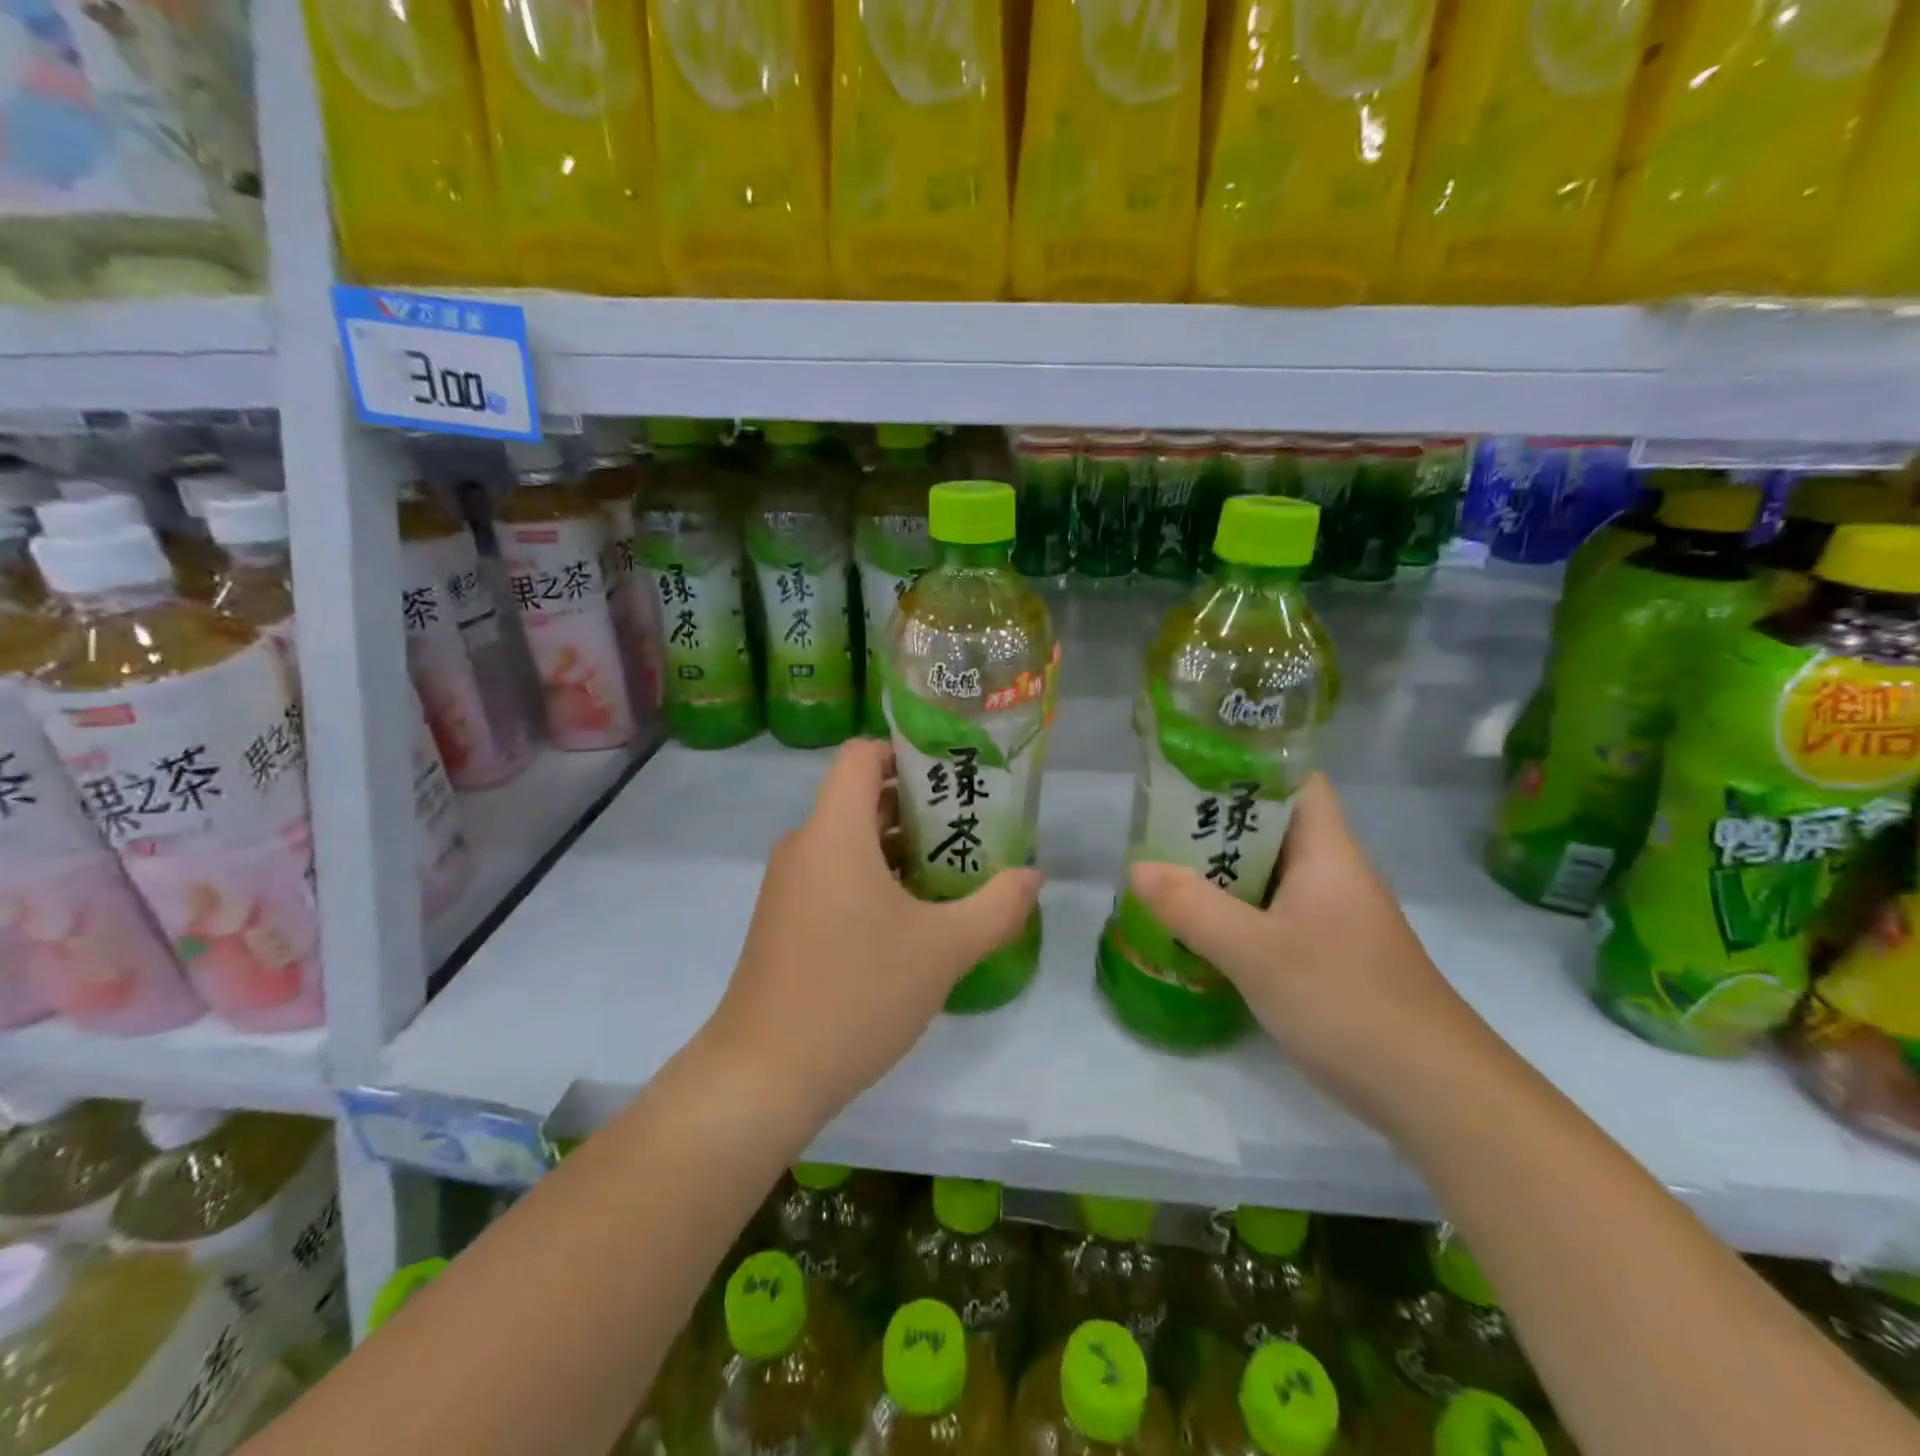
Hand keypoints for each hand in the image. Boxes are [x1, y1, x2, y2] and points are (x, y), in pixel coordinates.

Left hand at [706, 738, 1042, 1126]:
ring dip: (901, 846)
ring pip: (851, 841)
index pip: (861, 754)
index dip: (906, 751)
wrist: (764, 1075)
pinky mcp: (786, 920)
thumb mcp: (943, 950)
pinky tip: (916, 915)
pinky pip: (835, 875)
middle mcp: (805, 845)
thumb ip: (996, 907)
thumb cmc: (856, 993)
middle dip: (920, 804)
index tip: (953, 772)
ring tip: (956, 868)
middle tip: (974, 824)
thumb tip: (1033, 876)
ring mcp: (791, 885)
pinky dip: (875, 878)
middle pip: (862, 797)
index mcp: (834, 831)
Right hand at [1127, 774, 1510, 1134]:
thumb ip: (1193, 907)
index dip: (1249, 765)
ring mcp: (1335, 919)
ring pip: (1270, 875)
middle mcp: (1334, 876)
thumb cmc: (1348, 1002)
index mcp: (1328, 853)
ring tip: (1164, 868)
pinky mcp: (1330, 958)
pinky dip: (1237, 912)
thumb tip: (1136, 867)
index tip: (1191, 768)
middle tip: (1157, 823)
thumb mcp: (1257, 953)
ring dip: (1223, 871)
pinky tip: (1199, 927)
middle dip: (1217, 822)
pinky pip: (1274, 916)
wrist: (1436, 1095)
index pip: (1297, 781)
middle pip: (1274, 827)